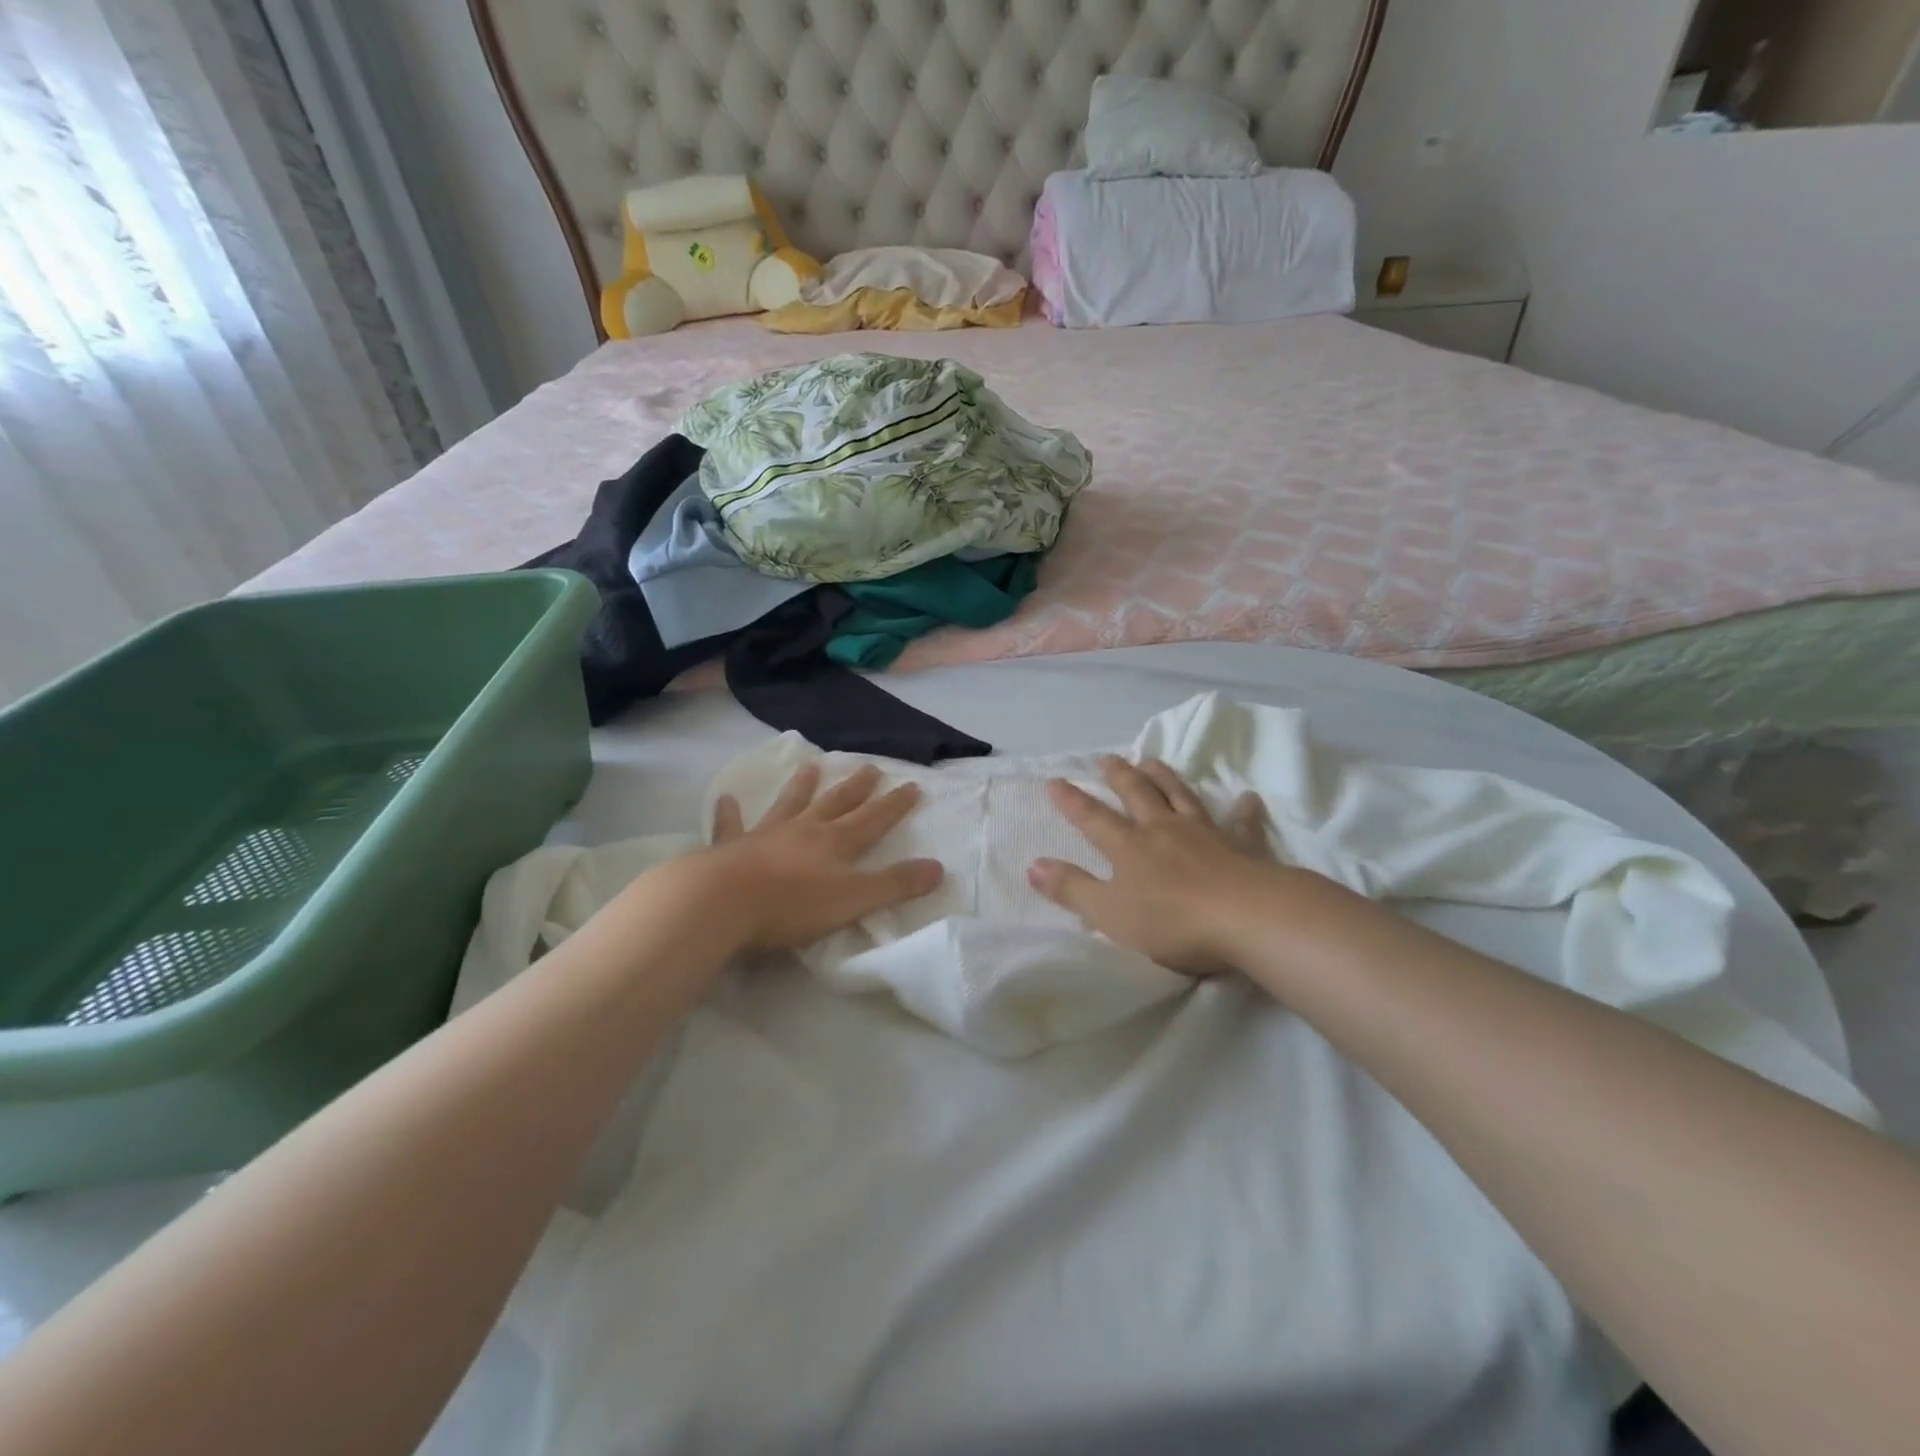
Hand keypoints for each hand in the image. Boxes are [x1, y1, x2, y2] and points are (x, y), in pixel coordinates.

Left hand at [706, 763, 943, 949]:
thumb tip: (939, 868)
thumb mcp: (854, 899)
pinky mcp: (731, 847)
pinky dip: (730, 813)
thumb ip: (895, 884)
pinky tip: (726, 799)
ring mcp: (766, 835)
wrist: (723, 901)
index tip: (911, 784)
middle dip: (857, 788)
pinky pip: (732, 825)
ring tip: (812, 766)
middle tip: (871, 767)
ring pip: (790, 804)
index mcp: (836, 843)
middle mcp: (805, 830)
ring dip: (802, 786)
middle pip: (837, 804)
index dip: (894, 804)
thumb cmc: (793, 905)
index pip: (873, 819)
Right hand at [1028, 756, 1270, 975]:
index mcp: (1129, 847)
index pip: (1093, 819)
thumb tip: (1033, 865)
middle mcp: (1163, 830)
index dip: (1072, 801)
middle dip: (1118, 776)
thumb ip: (1072, 889)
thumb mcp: (1110, 913)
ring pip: (1180, 797)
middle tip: (1107, 758)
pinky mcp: (1242, 847)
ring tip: (1152, 761)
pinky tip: (1248, 797)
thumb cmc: (1172, 921)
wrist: (1247, 918)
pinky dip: (1243, 810)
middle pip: (1137, 795)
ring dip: (1165, 777)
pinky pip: (1242, 824)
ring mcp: (1205, 834)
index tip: (1055, 780)